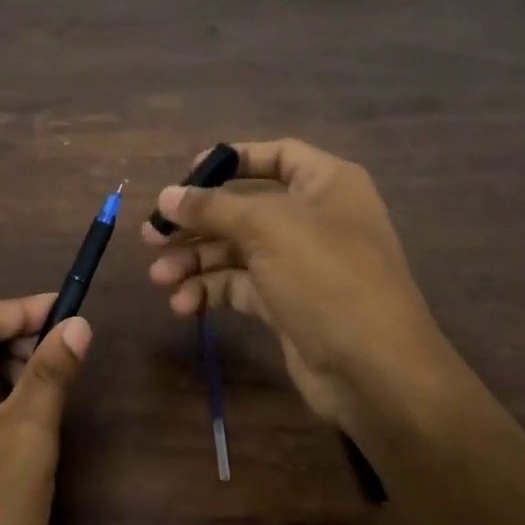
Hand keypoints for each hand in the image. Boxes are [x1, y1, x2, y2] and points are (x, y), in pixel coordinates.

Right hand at [144, 138, 468, 433]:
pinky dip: (211, 291)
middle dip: (196, 222)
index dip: (231, 161)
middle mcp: (314, 217)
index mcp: (325, 183)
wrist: (374, 369)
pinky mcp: (287, 302)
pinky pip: (240, 285)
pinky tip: (184, 305)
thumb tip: (166, 195)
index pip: (276, 155)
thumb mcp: (267, 229)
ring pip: (236, 250)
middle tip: (151, 236)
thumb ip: (212, 208)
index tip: (186, 176)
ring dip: (196, 261)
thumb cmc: (326, 277)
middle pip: (244, 207)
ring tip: (159, 277)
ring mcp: (300, 263)